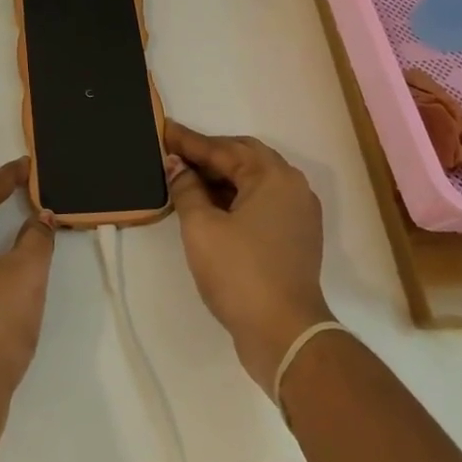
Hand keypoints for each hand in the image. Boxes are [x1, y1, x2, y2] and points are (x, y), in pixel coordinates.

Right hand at [164, 120, 333, 391]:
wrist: (284, 333)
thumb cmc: (239, 273)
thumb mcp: (201, 227)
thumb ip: (186, 188)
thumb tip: (176, 165)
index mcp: (272, 176)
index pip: (222, 149)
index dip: (189, 141)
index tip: (163, 129)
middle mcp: (292, 186)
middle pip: (244, 157)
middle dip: (208, 153)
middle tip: (175, 151)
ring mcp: (298, 212)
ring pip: (254, 179)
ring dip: (222, 175)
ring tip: (186, 175)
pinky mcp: (295, 235)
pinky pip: (262, 200)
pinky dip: (235, 195)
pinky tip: (210, 203)